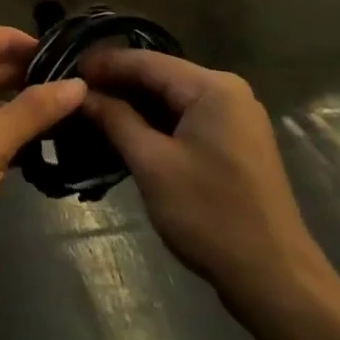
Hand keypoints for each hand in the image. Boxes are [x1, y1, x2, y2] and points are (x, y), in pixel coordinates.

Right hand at [80, 49, 339, 327]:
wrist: (274, 277)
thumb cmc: (210, 215)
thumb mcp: (153, 164)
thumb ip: (116, 119)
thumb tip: (82, 94)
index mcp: (212, 88)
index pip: (147, 61)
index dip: (104, 63)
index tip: (66, 69)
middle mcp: (228, 92)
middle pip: (160, 76)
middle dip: (117, 83)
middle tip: (73, 92)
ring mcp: (235, 118)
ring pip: (172, 98)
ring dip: (133, 104)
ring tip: (89, 109)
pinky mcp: (234, 142)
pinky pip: (186, 118)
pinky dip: (155, 122)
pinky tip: (124, 130)